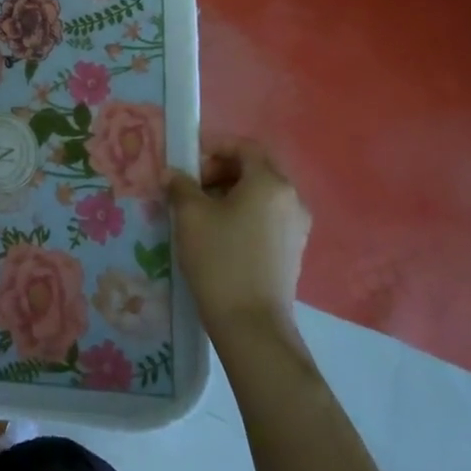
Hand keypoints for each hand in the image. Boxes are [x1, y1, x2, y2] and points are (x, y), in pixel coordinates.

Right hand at [166, 139, 310, 332]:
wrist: (251, 323)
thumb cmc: (220, 259)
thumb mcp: (190, 215)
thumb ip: (180, 185)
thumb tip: (174, 174)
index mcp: (270, 183)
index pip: (244, 146)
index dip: (213, 146)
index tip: (186, 161)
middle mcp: (291, 199)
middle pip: (253, 169)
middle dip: (219, 170)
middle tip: (189, 187)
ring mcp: (296, 226)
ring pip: (259, 194)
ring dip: (228, 193)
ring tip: (198, 212)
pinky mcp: (292, 250)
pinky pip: (265, 217)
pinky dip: (241, 214)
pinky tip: (217, 234)